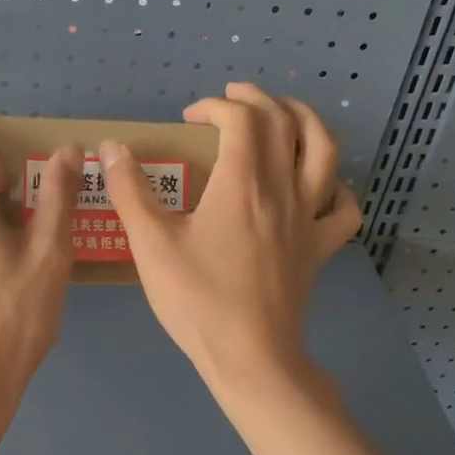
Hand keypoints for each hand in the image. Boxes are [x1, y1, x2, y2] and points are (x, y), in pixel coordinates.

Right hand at [100, 83, 361, 388]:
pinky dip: (336, 187)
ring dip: (306, 121)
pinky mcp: (320, 249)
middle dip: (258, 99)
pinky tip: (319, 186)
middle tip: (233, 97)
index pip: (240, 119)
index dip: (215, 107)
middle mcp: (283, 189)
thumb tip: (111, 148)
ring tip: (285, 115)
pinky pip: (343, 208)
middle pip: (285, 122)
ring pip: (325, 152)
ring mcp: (308, 219)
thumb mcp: (151, 244)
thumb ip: (130, 191)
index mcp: (242, 183)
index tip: (189, 118)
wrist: (250, 356)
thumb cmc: (197, 299)